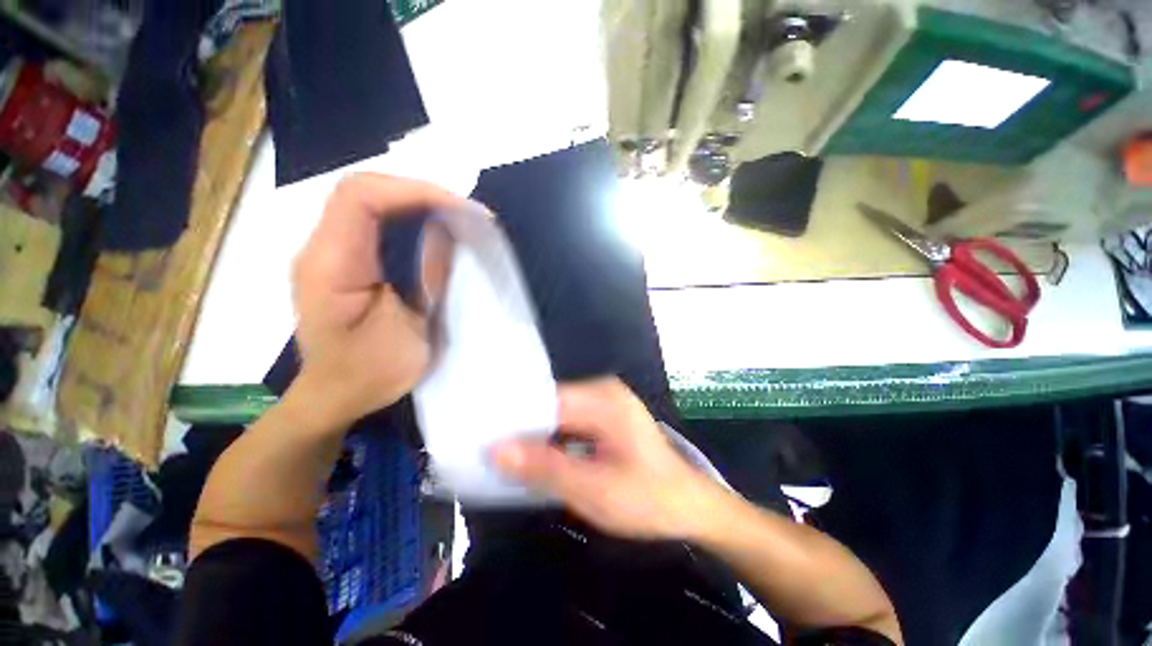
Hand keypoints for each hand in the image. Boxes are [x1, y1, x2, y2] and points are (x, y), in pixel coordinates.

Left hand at [291, 173, 467, 424]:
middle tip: (463, 213)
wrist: (336, 396)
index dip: (414, 191)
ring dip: (414, 204)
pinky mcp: (342, 261)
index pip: (361, 197)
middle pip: (363, 191)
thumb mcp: (411, 328)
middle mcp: (320, 248)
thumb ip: (427, 275)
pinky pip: (372, 223)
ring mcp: (327, 252)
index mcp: (331, 265)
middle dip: (419, 194)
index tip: (460, 208)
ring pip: (367, 203)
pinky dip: (406, 220)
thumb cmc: (371, 372)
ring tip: (455, 219)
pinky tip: (432, 233)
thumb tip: (444, 230)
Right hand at [492, 378, 722, 540]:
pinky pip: (566, 423)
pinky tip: (532, 456)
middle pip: (548, 403)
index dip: (512, 414)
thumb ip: (544, 467)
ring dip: (533, 435)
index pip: (545, 396)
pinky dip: (549, 439)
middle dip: (519, 426)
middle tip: (482, 446)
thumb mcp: (594, 489)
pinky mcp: (603, 418)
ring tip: (498, 453)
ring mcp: (603, 403)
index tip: (478, 432)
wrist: (690, 507)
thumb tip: (495, 449)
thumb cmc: (648, 499)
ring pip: (555, 414)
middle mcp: (601, 391)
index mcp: (602, 398)